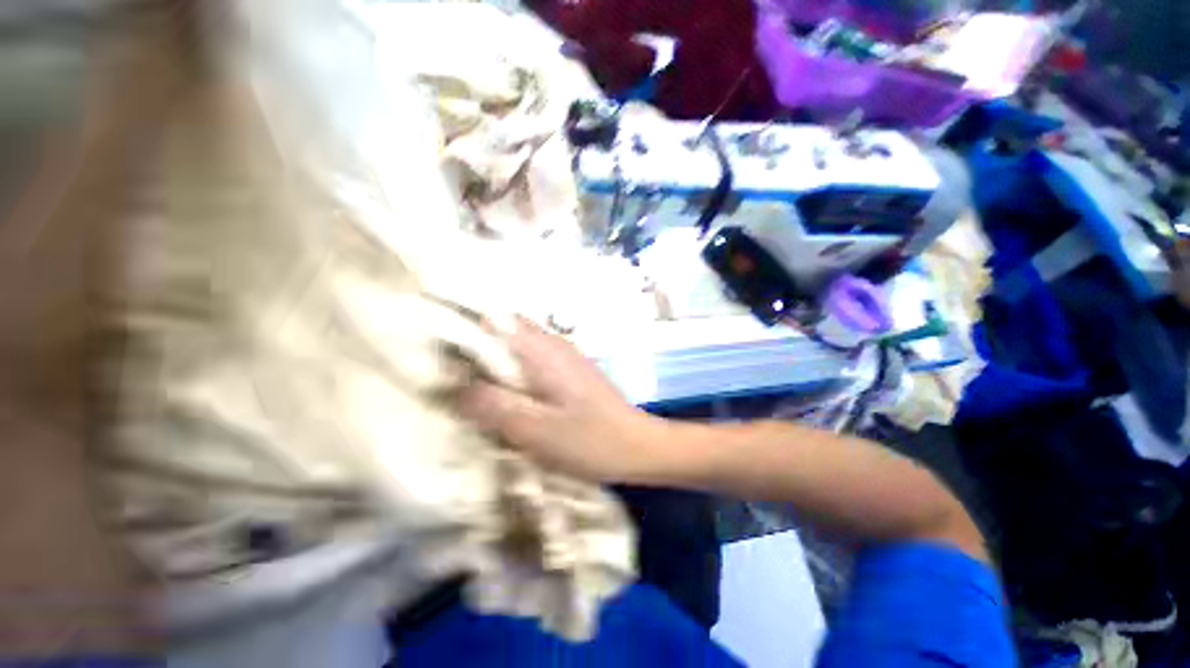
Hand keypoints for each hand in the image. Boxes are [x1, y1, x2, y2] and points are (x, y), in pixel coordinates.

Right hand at [459, 317, 668, 483]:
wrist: (637, 446)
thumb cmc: (591, 440)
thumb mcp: (536, 430)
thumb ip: (494, 405)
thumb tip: (454, 386)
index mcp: (542, 350)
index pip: (493, 319)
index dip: (462, 328)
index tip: (437, 350)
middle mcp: (552, 344)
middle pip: (503, 330)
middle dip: (474, 348)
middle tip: (450, 376)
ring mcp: (563, 356)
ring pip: (516, 347)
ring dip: (493, 363)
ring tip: (470, 388)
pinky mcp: (569, 371)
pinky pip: (530, 363)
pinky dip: (511, 374)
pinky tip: (506, 397)